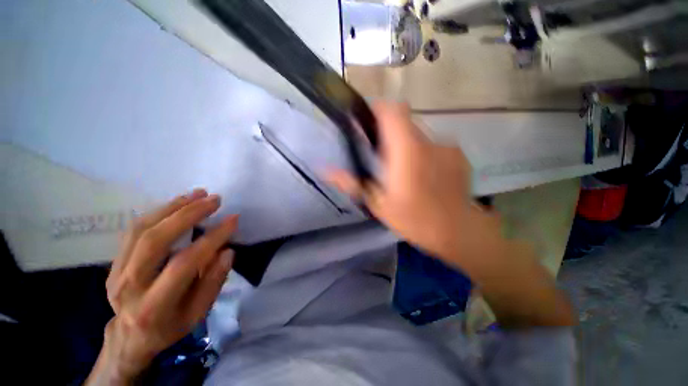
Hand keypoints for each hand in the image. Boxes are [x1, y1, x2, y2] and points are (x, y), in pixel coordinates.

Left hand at [87, 189, 235, 383]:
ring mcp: (116, 271)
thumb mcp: (199, 313)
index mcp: (154, 306)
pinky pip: (134, 229)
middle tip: (215, 199)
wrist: (130, 335)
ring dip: (173, 207)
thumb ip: (213, 281)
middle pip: (155, 240)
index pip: (184, 264)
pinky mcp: (114, 261)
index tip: (233, 219)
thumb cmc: (171, 326)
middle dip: (188, 214)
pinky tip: (179, 203)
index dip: (212, 238)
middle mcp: (129, 286)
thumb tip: (227, 250)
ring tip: (198, 194)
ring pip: (141, 229)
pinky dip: (159, 211)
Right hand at [328, 102, 497, 265]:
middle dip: (388, 133)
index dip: (377, 109)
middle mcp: (427, 141)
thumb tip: (324, 169)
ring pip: (417, 134)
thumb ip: (351, 183)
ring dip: (405, 145)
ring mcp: (446, 146)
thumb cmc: (414, 219)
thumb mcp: (377, 204)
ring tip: (403, 171)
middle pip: (403, 121)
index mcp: (406, 150)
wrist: (458, 231)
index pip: (393, 110)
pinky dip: (422, 153)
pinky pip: (432, 145)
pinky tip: (424, 175)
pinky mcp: (457, 154)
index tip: (367, 123)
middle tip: (381, 157)